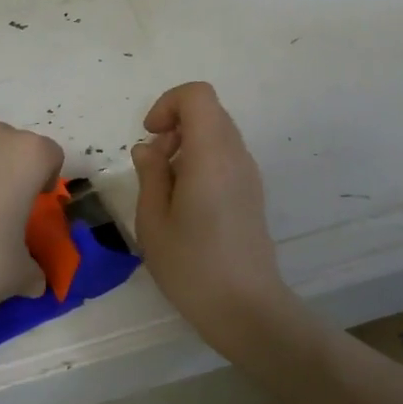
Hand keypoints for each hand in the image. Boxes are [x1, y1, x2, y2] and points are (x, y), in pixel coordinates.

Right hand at [131, 82, 289, 345]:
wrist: (246, 308)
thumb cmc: (192, 266)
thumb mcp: (153, 220)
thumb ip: (150, 174)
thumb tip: (149, 148)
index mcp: (211, 154)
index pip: (197, 95)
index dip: (168, 104)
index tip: (151, 137)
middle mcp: (236, 155)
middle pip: (208, 112)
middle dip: (175, 125)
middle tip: (154, 165)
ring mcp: (249, 174)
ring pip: (217, 134)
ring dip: (187, 145)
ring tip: (167, 188)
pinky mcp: (252, 193)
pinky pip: (225, 157)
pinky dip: (202, 163)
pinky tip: (186, 203)